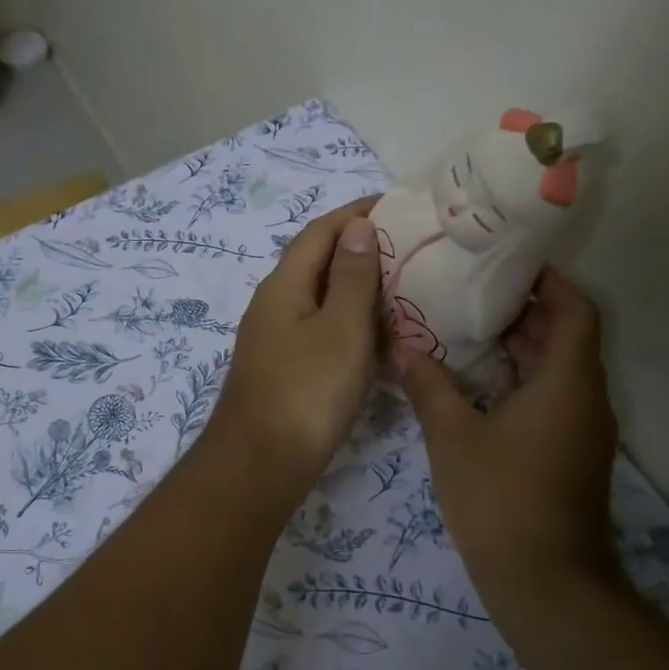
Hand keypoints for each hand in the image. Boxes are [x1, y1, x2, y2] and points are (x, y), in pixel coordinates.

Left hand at [215, 196, 382, 476]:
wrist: (259, 464)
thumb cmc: (306, 392)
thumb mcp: (341, 328)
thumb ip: (353, 277)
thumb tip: (358, 226)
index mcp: (284, 285)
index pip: (320, 231)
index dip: (356, 213)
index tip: (397, 204)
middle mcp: (274, 304)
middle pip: (317, 261)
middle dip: (359, 246)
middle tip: (409, 245)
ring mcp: (275, 338)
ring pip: (320, 296)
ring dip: (356, 284)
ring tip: (402, 283)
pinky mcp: (283, 368)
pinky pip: (320, 327)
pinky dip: (350, 319)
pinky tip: (376, 334)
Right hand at [398, 267, 618, 581]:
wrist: (546, 584)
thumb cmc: (501, 499)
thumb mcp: (453, 437)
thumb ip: (428, 385)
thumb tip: (403, 346)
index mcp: (567, 382)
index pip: (574, 309)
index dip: (547, 281)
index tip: (506, 263)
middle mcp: (584, 398)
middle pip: (564, 335)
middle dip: (522, 310)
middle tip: (470, 290)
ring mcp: (580, 429)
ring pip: (555, 369)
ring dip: (518, 347)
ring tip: (465, 327)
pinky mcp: (568, 454)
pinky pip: (549, 399)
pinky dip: (518, 381)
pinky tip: (473, 382)